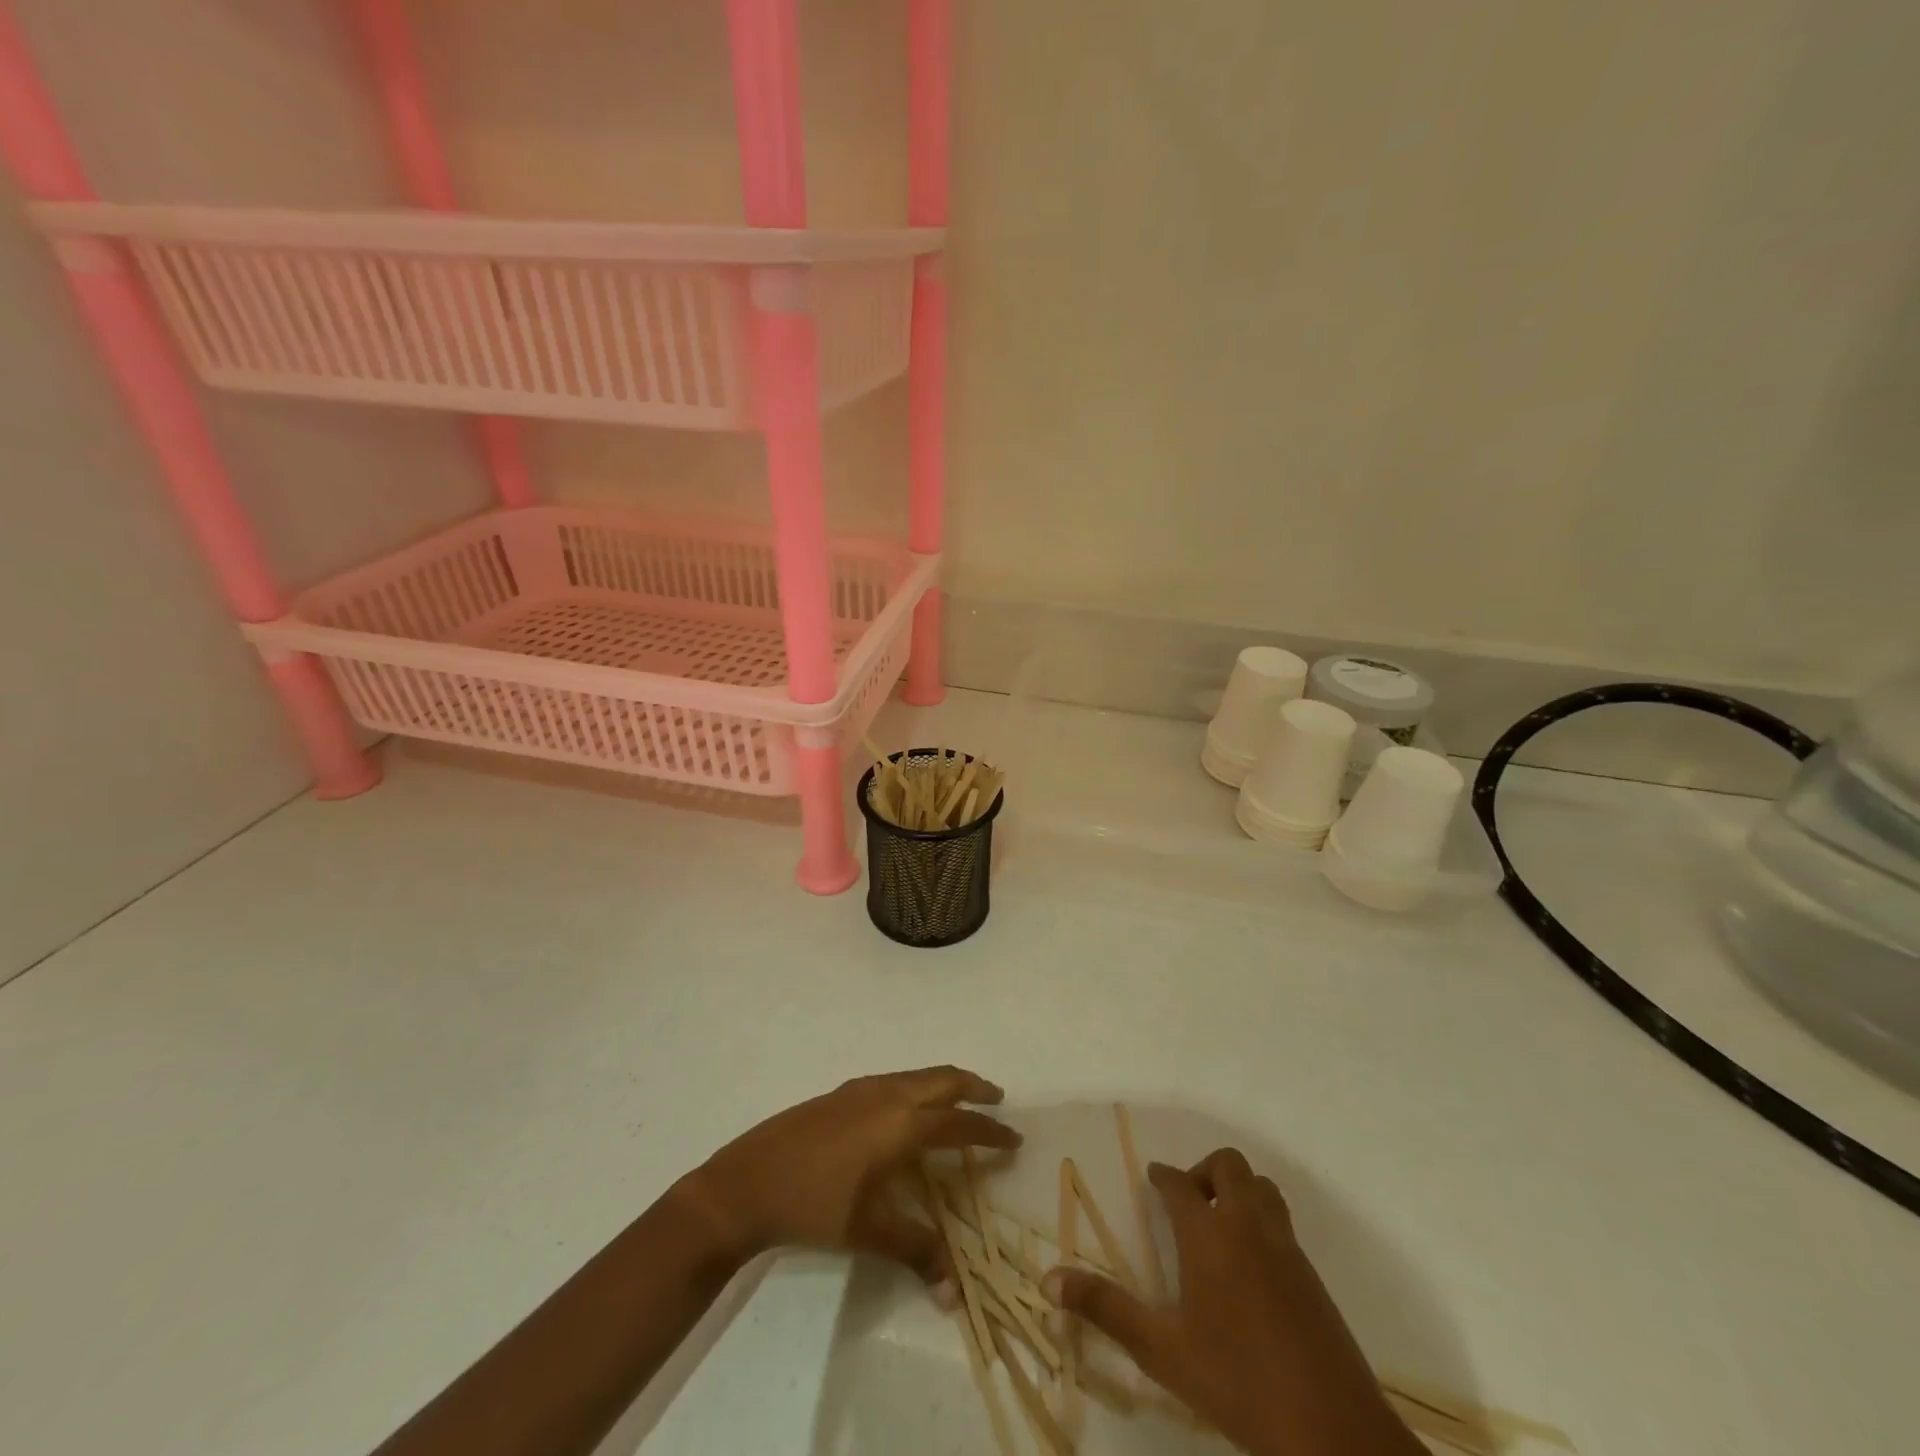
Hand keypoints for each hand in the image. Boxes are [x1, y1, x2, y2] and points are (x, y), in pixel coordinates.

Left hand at [680, 1066, 1018, 1284]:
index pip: (959, 1122)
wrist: (747, 1182)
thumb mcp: (868, 1231)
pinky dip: (917, 1085)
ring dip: (944, 1082)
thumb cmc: (814, 1205)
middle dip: (973, 1086)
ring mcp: (862, 1088)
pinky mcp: (841, 1092)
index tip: (1014, 1137)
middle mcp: (887, 1094)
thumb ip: (916, 1251)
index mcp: (901, 1123)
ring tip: (959, 1100)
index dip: (989, 1130)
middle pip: (942, 1078)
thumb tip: (955, 1292)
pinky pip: (895, 1079)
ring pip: (917, 1074)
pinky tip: (907, 1109)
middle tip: (996, 1099)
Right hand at [1046, 1149, 1420, 1455]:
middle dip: (1204, 1171)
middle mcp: (1247, 1225)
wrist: (1331, 1428)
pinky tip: (1251, 1263)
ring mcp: (1285, 1246)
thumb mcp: (1162, 1350)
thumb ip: (1106, 1309)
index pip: (1179, 1183)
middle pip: (1228, 1166)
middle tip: (1188, 1201)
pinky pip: (1282, 1221)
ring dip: (1238, 1189)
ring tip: (1219, 1224)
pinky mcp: (1311, 1274)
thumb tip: (1048, 1280)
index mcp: (1208, 1234)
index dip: (1163, 1175)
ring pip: (1262, 1187)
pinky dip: (1261, 1219)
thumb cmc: (1236, 1381)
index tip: (1153, 1178)